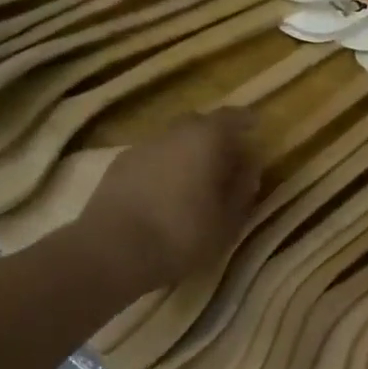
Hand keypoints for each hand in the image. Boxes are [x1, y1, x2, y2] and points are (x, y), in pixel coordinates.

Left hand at [81, 110, 260, 289]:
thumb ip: (242, 190)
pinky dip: (164, 168)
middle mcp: (173, 132)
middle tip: (228, 160)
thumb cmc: (181, 235)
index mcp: (206, 138)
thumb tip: (249, 169)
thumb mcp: (227, 221)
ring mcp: (141, 147)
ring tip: (196, 181)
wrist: (112, 250)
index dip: (245, 122)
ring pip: (173, 142)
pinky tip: (165, 193)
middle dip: (216, 138)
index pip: (232, 117)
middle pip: (199, 125)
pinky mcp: (117, 166)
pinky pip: (151, 158)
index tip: (254, 128)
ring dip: (187, 154)